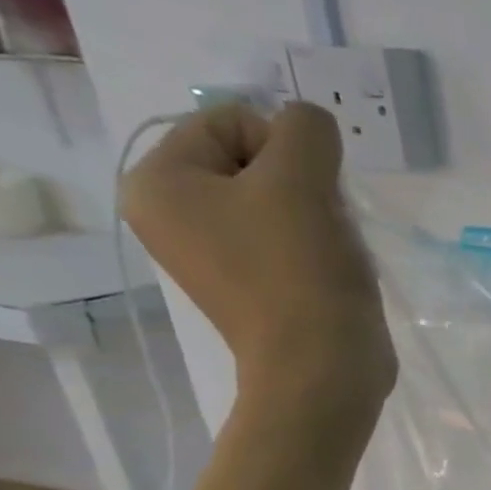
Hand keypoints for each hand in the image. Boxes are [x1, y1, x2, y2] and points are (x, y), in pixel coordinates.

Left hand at [121, 102, 395, 416]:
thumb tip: (313, 127)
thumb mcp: (302, 180)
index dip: (286, 147)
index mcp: (158, 183)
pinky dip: (318, 247)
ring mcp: (213, 255)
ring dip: (319, 216)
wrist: (323, 368)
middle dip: (303, 184)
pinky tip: (332, 271)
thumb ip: (306, 129)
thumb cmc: (300, 271)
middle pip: (253, 161)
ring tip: (330, 252)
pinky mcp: (253, 285)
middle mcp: (172, 215)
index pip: (231, 121)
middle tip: (322, 225)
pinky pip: (287, 240)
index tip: (309, 194)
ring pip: (278, 202)